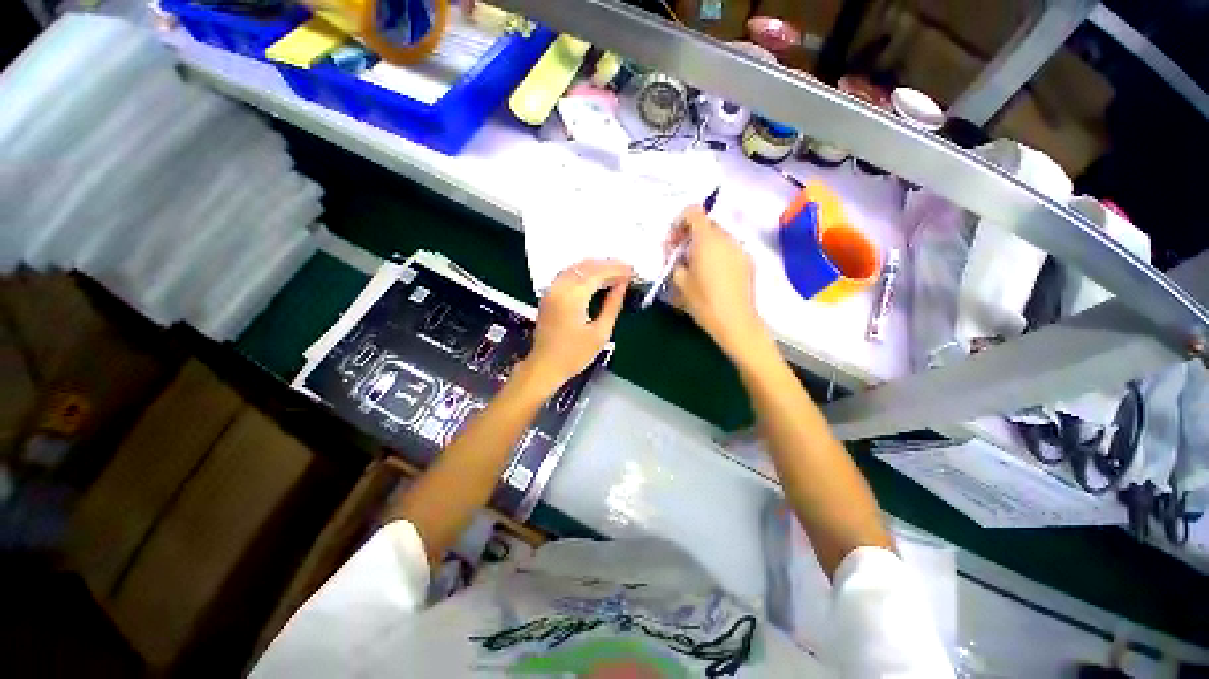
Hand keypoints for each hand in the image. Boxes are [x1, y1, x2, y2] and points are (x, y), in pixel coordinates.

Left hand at [518, 259, 631, 396]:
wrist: (545, 366)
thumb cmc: (574, 355)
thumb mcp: (600, 333)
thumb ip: (612, 306)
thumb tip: (622, 285)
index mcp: (572, 297)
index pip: (597, 273)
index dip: (616, 269)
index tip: (632, 271)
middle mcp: (559, 288)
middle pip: (585, 266)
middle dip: (607, 265)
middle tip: (626, 269)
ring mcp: (551, 290)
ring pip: (575, 267)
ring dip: (595, 266)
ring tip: (614, 271)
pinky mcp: (548, 295)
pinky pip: (567, 274)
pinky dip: (583, 272)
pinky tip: (595, 277)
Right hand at [669, 206, 772, 362]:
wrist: (735, 321)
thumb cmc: (704, 301)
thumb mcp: (680, 282)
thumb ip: (676, 262)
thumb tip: (677, 256)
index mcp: (707, 239)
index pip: (693, 212)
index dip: (679, 221)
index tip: (673, 241)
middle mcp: (726, 238)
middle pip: (706, 224)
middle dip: (690, 235)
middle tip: (680, 256)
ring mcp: (740, 248)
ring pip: (718, 237)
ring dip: (704, 245)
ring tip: (696, 267)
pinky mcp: (748, 260)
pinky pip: (729, 249)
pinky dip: (718, 254)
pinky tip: (713, 275)